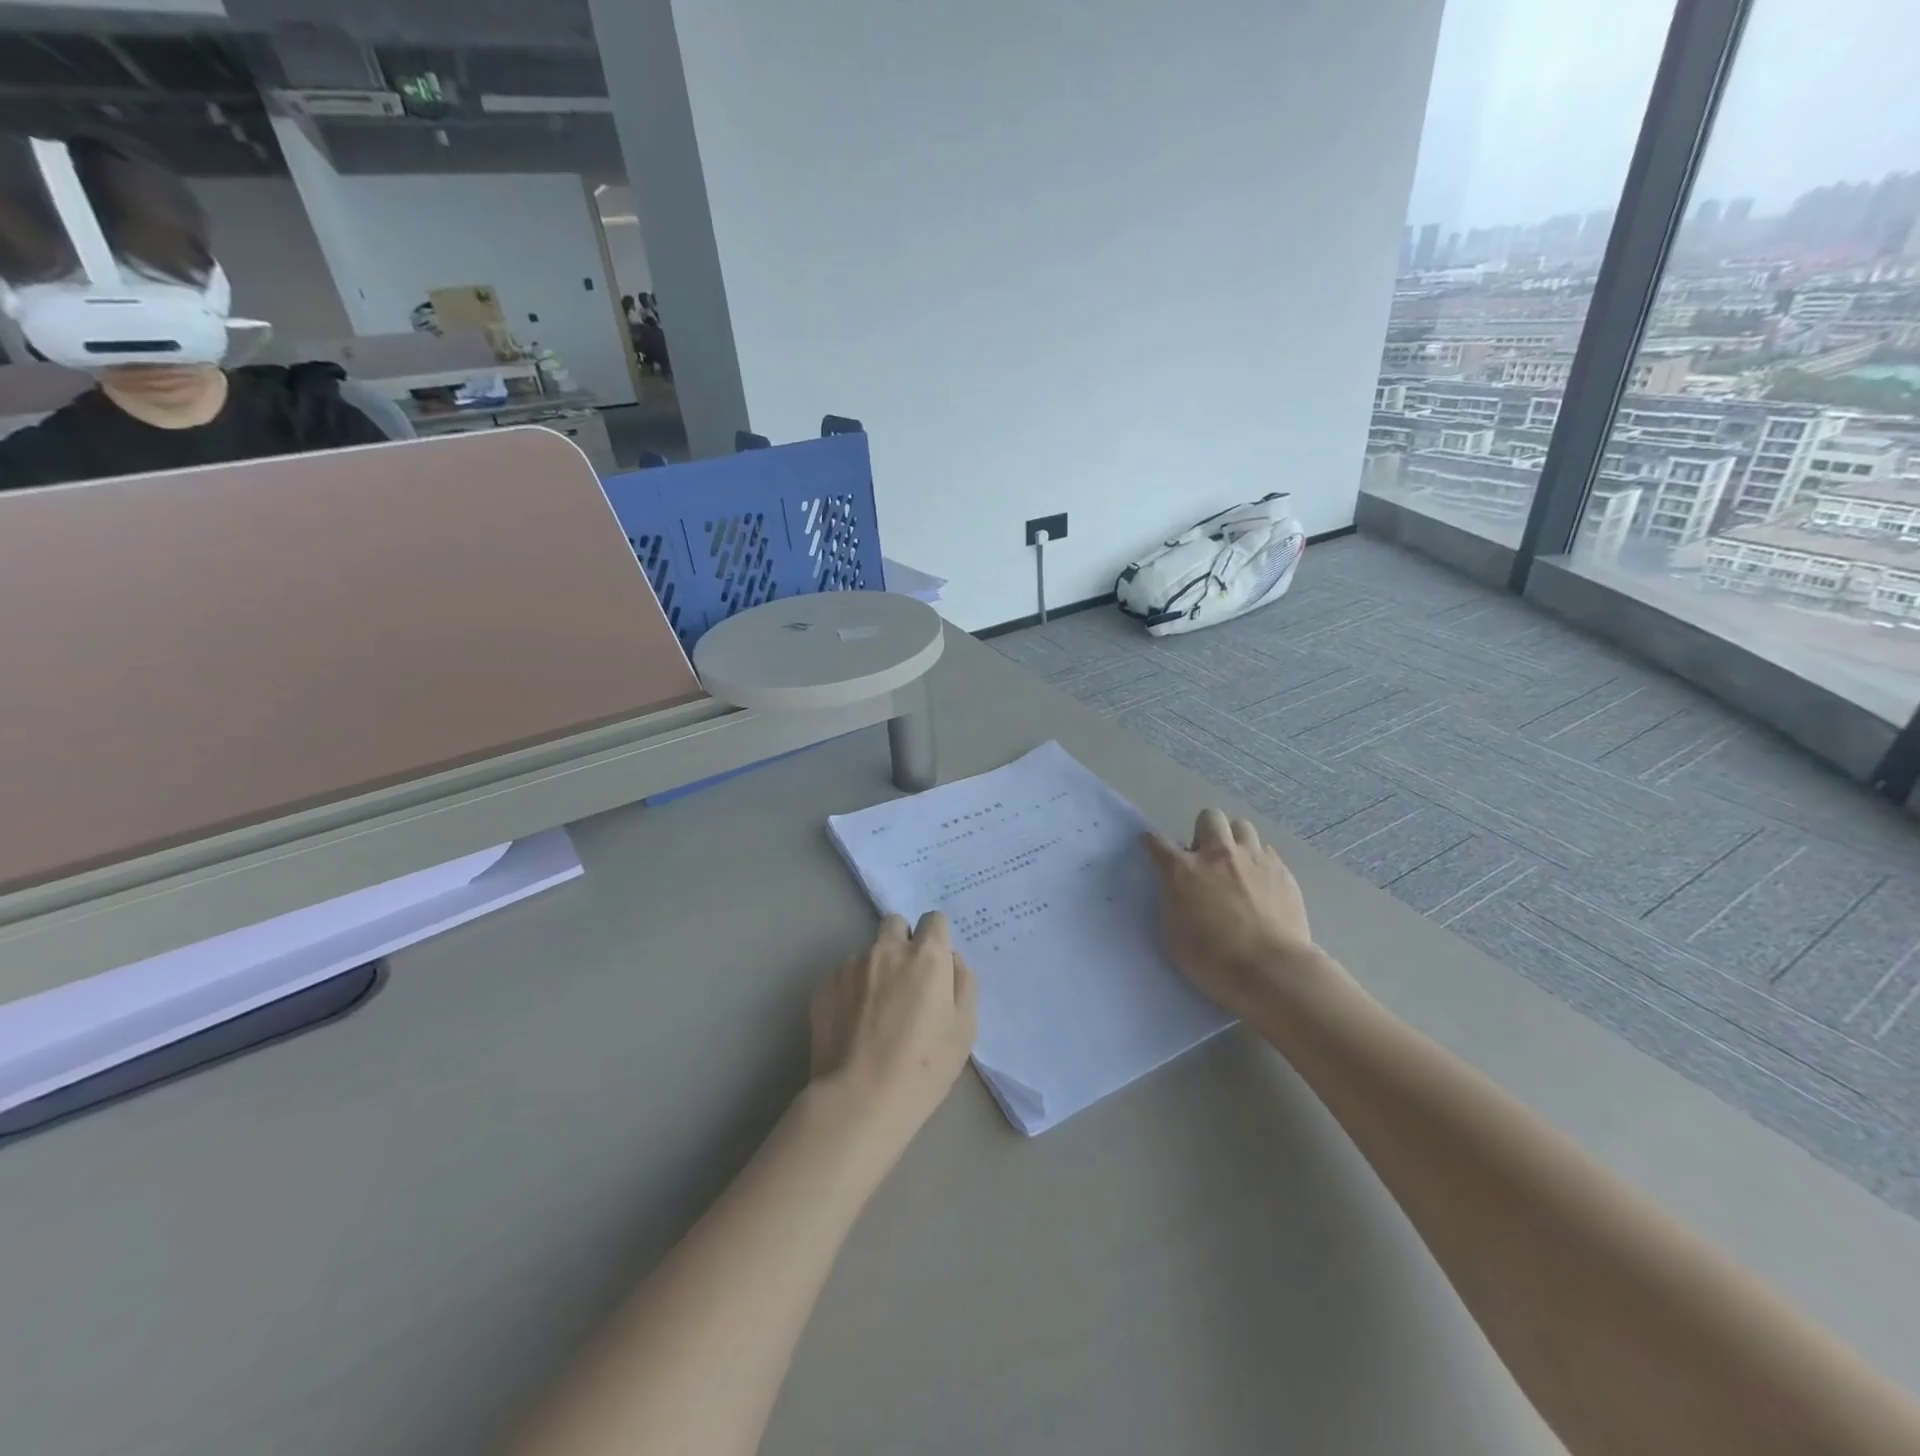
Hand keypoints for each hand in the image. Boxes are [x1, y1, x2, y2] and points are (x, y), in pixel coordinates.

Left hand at [809, 912, 977, 1159]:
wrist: (860, 1099)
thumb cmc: (924, 1067)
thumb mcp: (964, 1029)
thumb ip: (963, 983)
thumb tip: (951, 959)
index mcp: (926, 956)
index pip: (934, 919)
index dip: (936, 939)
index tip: (935, 965)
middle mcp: (887, 949)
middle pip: (895, 924)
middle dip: (902, 942)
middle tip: (905, 980)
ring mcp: (851, 965)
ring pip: (868, 953)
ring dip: (875, 969)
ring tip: (875, 1013)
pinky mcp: (824, 985)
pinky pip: (843, 976)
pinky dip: (850, 990)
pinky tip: (853, 1025)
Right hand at [1144, 809, 1320, 1016]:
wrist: (1270, 970)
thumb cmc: (1212, 958)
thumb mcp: (1173, 932)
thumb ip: (1173, 900)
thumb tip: (1177, 887)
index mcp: (1183, 870)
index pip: (1159, 842)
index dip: (1151, 842)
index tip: (1150, 845)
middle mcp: (1218, 855)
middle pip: (1209, 818)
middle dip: (1203, 832)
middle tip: (1205, 858)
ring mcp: (1253, 859)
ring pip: (1242, 827)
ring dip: (1234, 840)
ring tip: (1235, 864)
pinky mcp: (1281, 871)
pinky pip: (1267, 851)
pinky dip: (1258, 862)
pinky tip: (1260, 884)